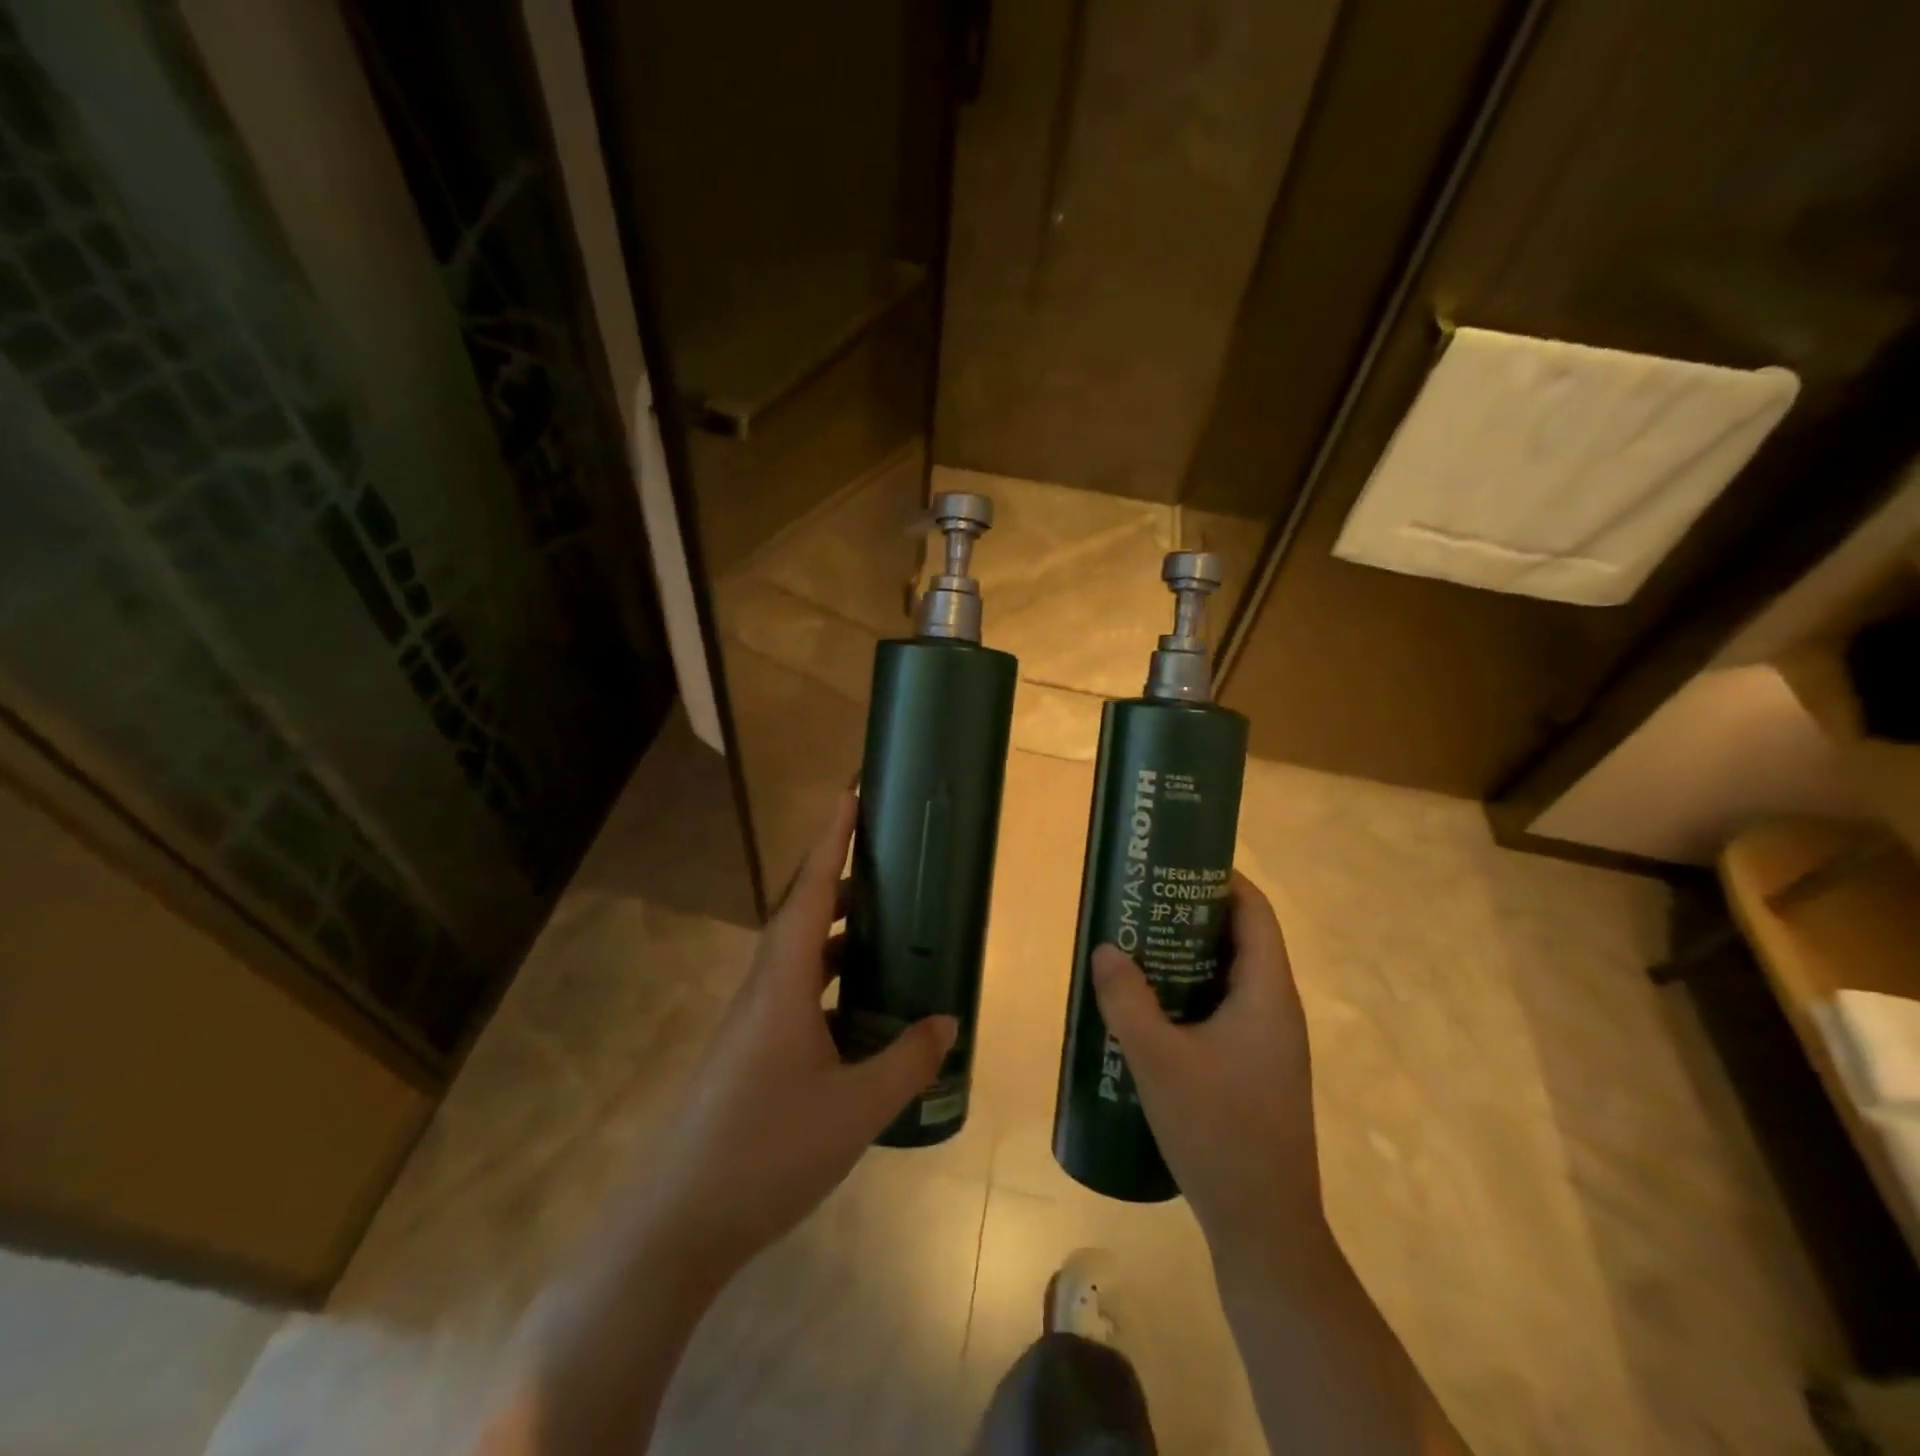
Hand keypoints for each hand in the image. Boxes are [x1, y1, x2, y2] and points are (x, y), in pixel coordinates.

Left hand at [635, 790, 957, 1285]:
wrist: (674, 1225)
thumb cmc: (765, 1153)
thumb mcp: (854, 1111)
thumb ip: (906, 1062)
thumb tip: (949, 1021)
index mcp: (781, 983)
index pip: (810, 890)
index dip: (832, 838)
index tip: (850, 792)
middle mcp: (761, 988)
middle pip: (801, 912)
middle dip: (840, 878)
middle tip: (886, 863)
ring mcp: (749, 1021)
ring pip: (796, 954)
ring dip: (835, 932)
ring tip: (881, 928)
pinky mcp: (747, 1050)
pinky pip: (793, 991)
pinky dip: (826, 978)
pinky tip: (855, 1008)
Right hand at [1089, 872, 1322, 1271]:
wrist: (1264, 1226)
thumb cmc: (1218, 1132)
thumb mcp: (1158, 1061)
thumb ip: (1127, 1000)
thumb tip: (1105, 948)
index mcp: (1268, 994)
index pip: (1255, 912)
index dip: (1221, 879)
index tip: (1174, 864)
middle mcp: (1277, 1009)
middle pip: (1242, 939)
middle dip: (1193, 914)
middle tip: (1142, 902)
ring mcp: (1270, 1041)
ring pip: (1231, 976)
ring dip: (1189, 955)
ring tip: (1138, 943)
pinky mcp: (1257, 1067)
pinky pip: (1225, 1008)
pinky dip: (1192, 992)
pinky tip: (1151, 1005)